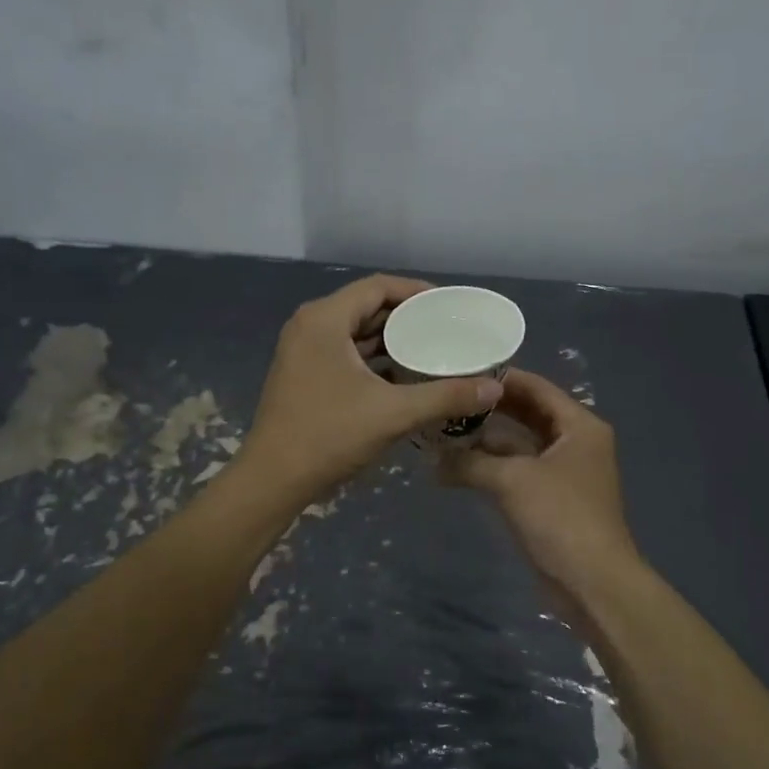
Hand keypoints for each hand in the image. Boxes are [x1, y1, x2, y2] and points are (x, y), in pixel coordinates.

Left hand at [240, 275, 503, 501]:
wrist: (273, 480)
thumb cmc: (329, 436)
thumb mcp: (393, 413)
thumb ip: (446, 396)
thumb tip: (495, 388)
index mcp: (324, 319)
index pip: (378, 287)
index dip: (417, 292)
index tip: (450, 307)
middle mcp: (310, 326)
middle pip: (367, 307)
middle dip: (408, 318)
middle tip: (448, 329)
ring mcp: (303, 351)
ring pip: (357, 333)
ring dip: (392, 340)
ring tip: (434, 350)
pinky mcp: (304, 375)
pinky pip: (347, 354)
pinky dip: (375, 360)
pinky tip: (405, 376)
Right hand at [440, 369, 636, 594]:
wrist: (591, 582)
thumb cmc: (560, 517)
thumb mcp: (512, 481)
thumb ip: (471, 462)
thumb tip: (432, 459)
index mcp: (579, 426)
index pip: (537, 387)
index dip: (501, 378)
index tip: (462, 370)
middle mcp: (575, 442)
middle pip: (528, 414)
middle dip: (490, 410)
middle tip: (449, 398)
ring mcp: (563, 472)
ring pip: (520, 445)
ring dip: (486, 441)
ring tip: (444, 430)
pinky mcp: (550, 499)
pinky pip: (517, 471)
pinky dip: (491, 468)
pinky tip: (457, 466)